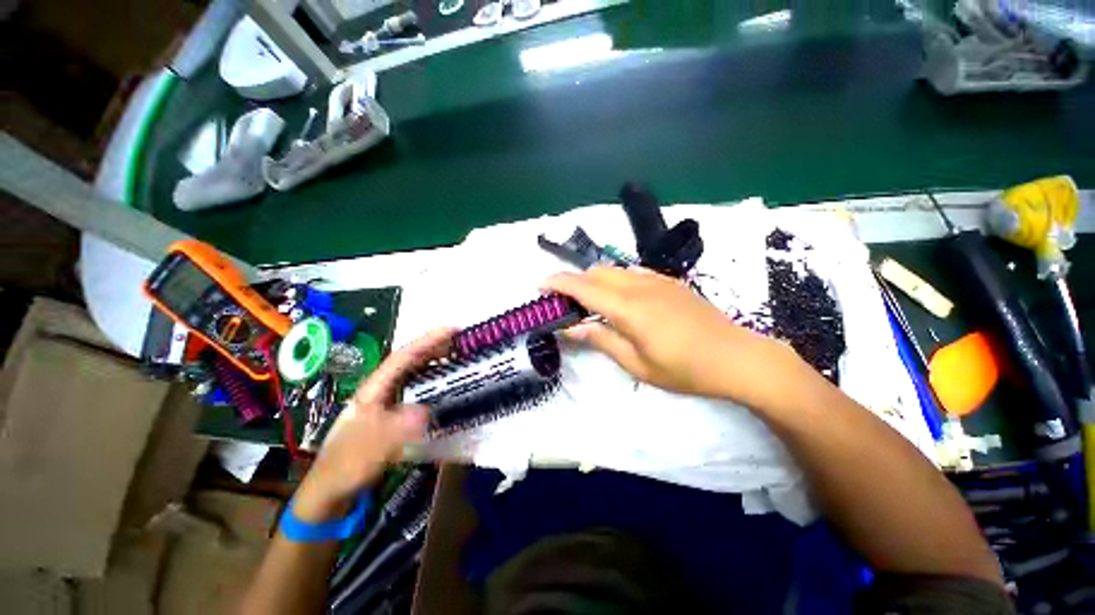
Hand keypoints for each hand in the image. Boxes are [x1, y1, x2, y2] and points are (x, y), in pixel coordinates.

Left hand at [291, 328, 454, 521]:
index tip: (452, 330)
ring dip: (436, 362)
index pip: (403, 357)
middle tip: (463, 341)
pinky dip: (434, 382)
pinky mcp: (394, 415)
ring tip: (459, 357)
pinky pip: (418, 390)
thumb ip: (394, 430)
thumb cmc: (345, 466)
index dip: (428, 341)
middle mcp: (381, 390)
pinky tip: (446, 386)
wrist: (331, 491)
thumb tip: (425, 411)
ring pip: (415, 374)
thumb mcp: (368, 449)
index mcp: (374, 389)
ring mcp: (388, 402)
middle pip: (411, 361)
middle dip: (436, 347)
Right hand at [544, 267, 803, 406]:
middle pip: (596, 272)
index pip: (583, 287)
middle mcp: (639, 286)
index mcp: (629, 308)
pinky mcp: (669, 282)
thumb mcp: (637, 364)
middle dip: (575, 282)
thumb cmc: (685, 369)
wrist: (737, 357)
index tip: (541, 287)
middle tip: (566, 304)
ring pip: (614, 270)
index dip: (558, 283)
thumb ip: (602, 340)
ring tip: (590, 302)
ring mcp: (657, 280)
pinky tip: (620, 299)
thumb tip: (572, 328)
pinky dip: (615, 280)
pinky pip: (633, 273)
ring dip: (595, 280)